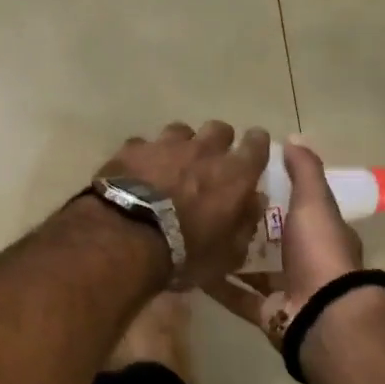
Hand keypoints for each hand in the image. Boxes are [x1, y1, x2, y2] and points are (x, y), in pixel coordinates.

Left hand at [96, 122, 269, 288]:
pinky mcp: (132, 148)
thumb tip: (254, 201)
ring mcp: (165, 144)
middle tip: (210, 162)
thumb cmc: (185, 251)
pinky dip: (145, 156)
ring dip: (181, 145)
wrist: (127, 236)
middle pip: (219, 129)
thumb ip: (246, 223)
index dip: (256, 145)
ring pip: (181, 131)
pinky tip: (138, 172)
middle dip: (218, 142)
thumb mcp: (228, 254)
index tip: (253, 151)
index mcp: (234, 174)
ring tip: (172, 165)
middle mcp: (203, 150)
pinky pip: (144, 145)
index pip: (257, 144)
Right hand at [203, 137, 363, 348]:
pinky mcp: (266, 313)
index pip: (295, 208)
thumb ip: (304, 171)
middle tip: (211, 206)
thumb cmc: (319, 251)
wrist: (322, 312)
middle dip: (245, 226)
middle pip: (271, 240)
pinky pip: (237, 296)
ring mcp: (285, 289)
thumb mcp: (313, 202)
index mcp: (319, 234)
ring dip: (229, 256)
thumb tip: (292, 138)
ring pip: (252, 269)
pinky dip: (218, 286)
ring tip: (197, 235)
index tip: (242, 179)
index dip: (273, 194)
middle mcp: (304, 261)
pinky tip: (194, 269)